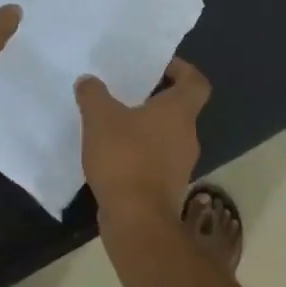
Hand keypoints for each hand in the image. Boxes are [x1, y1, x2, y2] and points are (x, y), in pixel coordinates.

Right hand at [75, 58, 210, 224]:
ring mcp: (180, 164)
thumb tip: (89, 81)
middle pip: (179, 109)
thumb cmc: (125, 158)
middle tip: (127, 93)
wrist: (137, 219)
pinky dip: (140, 154)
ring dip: (146, 129)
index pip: (196, 82)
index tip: (159, 66)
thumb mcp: (100, 118)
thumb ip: (93, 95)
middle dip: (155, 100)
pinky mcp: (167, 187)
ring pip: (166, 136)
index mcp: (179, 112)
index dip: (182, 69)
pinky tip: (113, 156)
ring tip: (114, 125)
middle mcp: (187, 135)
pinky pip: (156, 160)